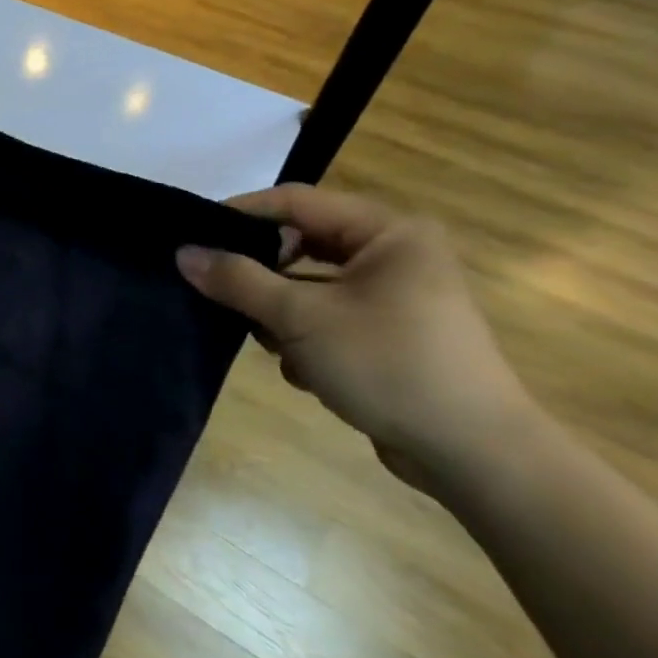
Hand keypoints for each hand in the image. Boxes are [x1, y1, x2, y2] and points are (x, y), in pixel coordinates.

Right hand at [176, 185, 536, 491]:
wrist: (474, 455)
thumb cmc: (389, 365)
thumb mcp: (301, 318)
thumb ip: (238, 280)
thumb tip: (183, 253)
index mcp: (388, 232)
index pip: (295, 202)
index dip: (240, 214)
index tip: (191, 235)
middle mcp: (394, 254)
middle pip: (300, 245)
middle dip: (260, 275)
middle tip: (217, 292)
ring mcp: (394, 297)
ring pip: (308, 286)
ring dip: (280, 314)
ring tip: (268, 343)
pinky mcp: (388, 334)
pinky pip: (326, 317)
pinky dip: (305, 338)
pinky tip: (304, 371)